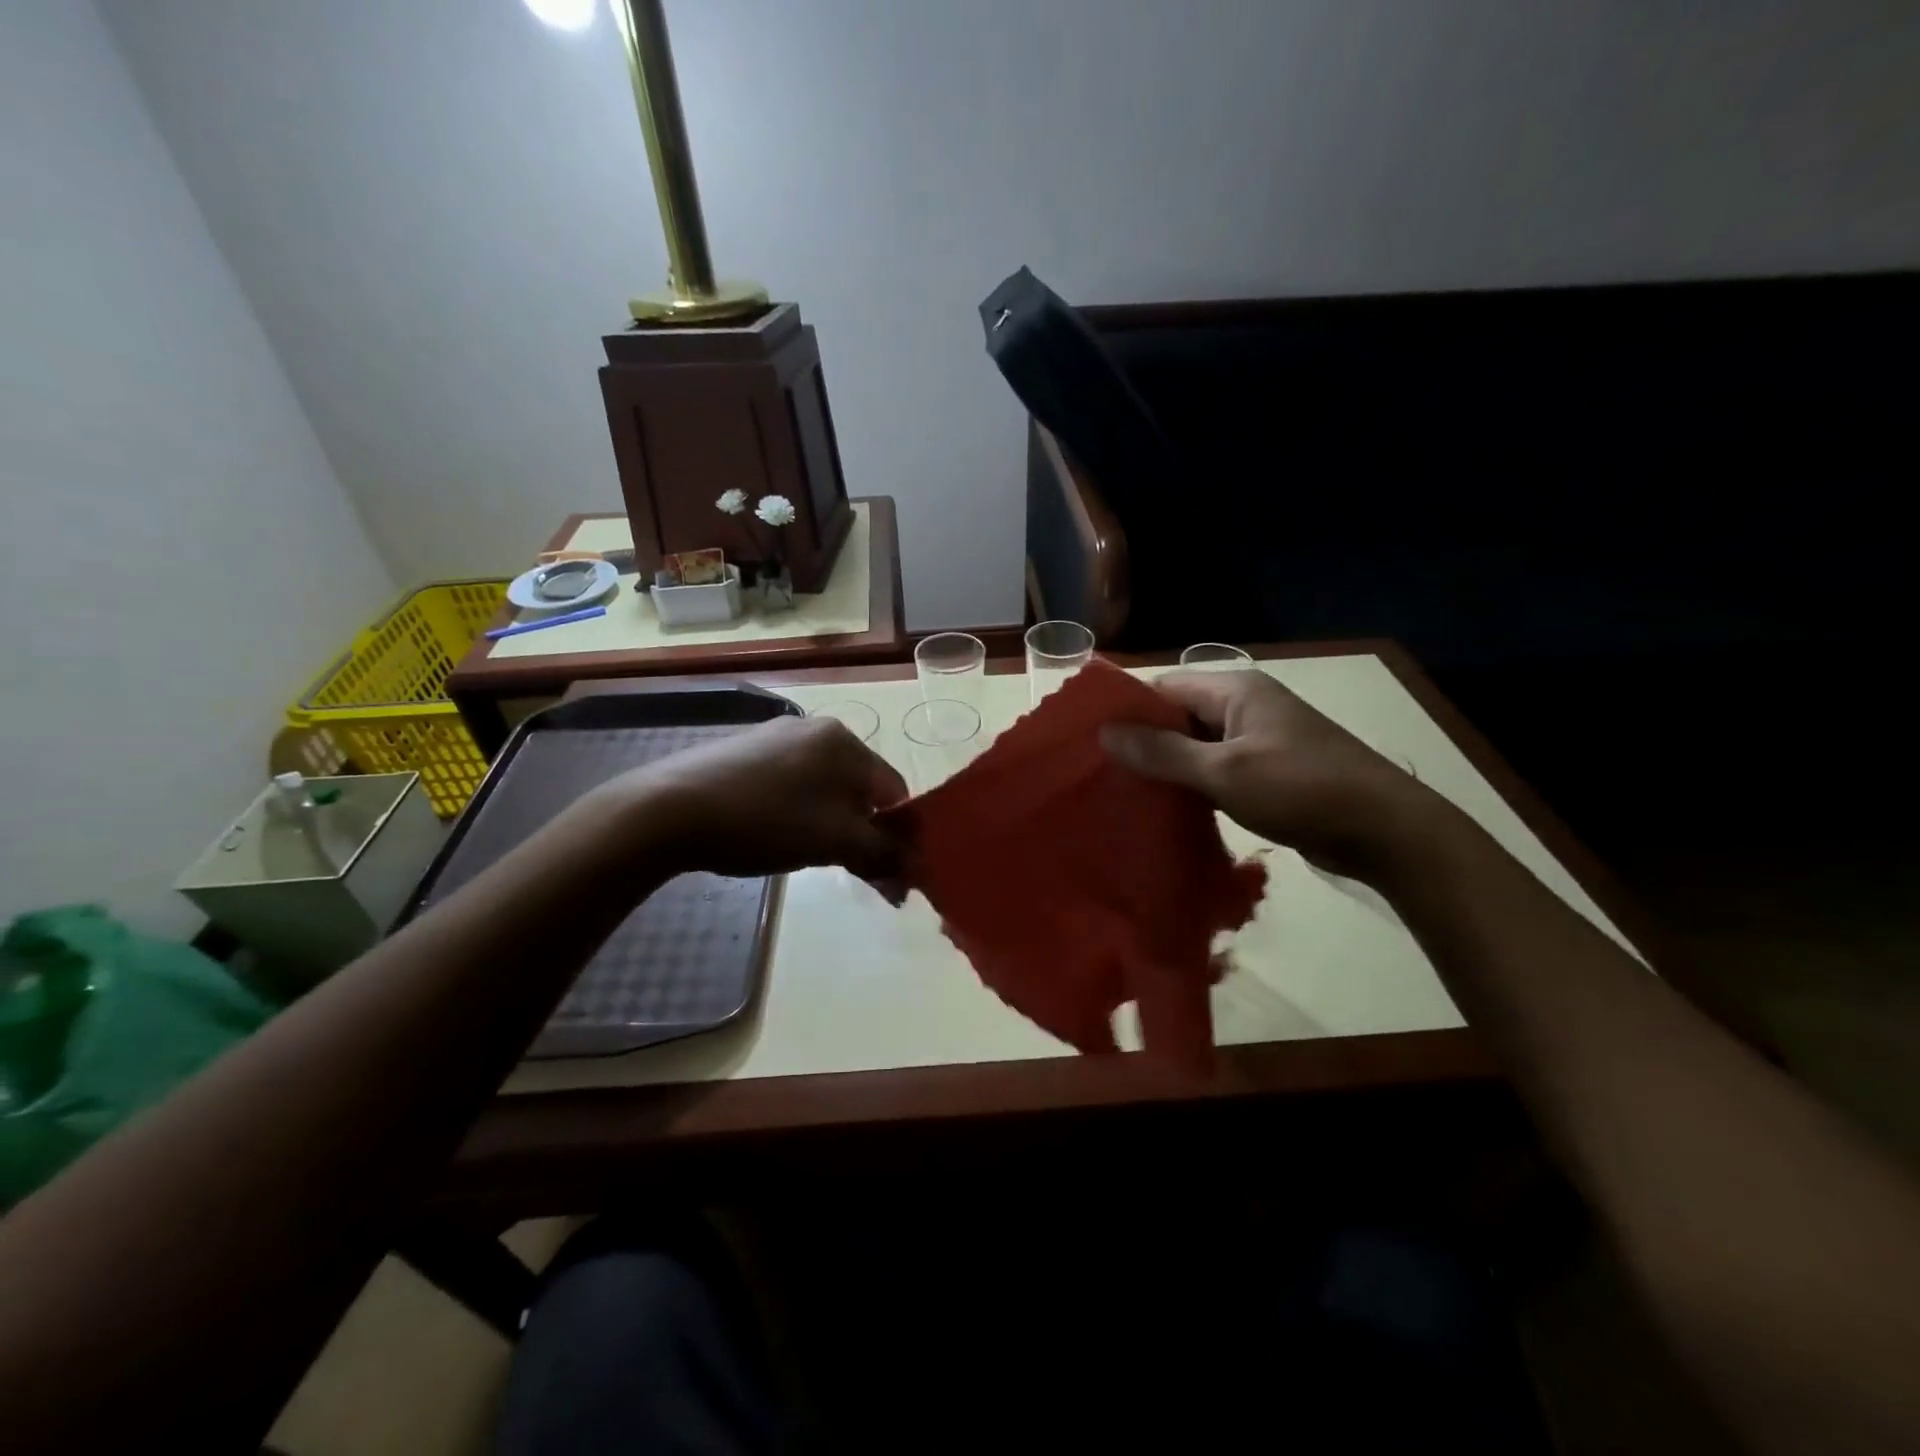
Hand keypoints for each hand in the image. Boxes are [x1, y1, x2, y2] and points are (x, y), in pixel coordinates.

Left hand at [602, 715, 907, 880]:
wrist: (669, 809)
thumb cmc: (765, 821)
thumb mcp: (833, 842)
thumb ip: (882, 854)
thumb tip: (915, 869)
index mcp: (845, 741)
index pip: (894, 791)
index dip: (899, 835)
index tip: (890, 874)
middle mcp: (817, 728)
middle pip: (860, 788)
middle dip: (863, 832)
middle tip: (850, 870)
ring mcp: (777, 736)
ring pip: (825, 787)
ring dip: (831, 824)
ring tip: (807, 854)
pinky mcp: (746, 750)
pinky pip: (792, 782)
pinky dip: (798, 811)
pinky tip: (774, 833)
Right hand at [1100, 670, 1445, 881]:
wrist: (1385, 830)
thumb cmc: (1301, 790)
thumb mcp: (1223, 772)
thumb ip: (1162, 752)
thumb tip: (1105, 732)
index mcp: (1235, 691)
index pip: (1163, 688)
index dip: (1126, 711)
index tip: (1089, 742)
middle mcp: (1245, 707)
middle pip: (1177, 716)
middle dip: (1142, 742)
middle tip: (1100, 775)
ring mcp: (1258, 739)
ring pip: (1195, 746)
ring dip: (1166, 767)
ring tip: (1123, 794)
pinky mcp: (1268, 771)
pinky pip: (1216, 769)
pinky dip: (1192, 784)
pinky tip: (1165, 809)